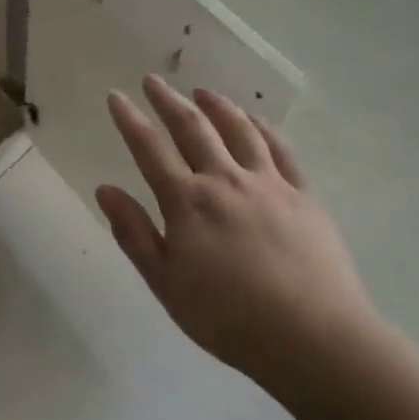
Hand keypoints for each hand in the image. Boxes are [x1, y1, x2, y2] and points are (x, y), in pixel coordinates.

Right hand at [95, 76, 375, 387]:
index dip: (130, 120)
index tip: (116, 96)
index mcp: (187, 202)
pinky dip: (263, 128)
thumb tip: (105, 189)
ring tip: (203, 92)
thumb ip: (134, 233)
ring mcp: (269, 184)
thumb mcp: (166, 283)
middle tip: (153, 81)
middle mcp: (224, 180)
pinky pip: (281, 149)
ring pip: (239, 130)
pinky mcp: (304, 195)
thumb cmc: (228, 318)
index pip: (149, 149)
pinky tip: (255, 121)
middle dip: (169, 101)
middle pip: (192, 127)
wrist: (313, 338)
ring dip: (217, 106)